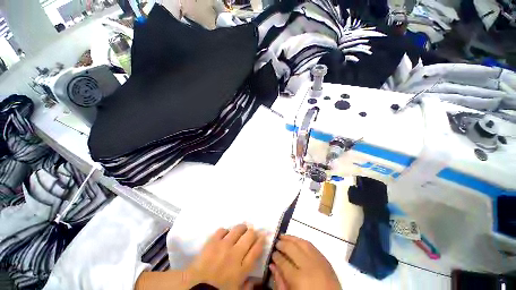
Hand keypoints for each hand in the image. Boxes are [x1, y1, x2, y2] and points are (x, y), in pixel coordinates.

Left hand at [186, 224, 264, 289]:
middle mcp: (235, 254)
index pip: (256, 249)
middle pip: (249, 236)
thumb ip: (248, 285)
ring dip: (241, 228)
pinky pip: (222, 230)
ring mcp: (223, 246)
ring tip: (240, 229)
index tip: (262, 236)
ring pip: (237, 230)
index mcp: (242, 269)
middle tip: (250, 232)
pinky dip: (225, 231)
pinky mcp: (212, 242)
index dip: (261, 240)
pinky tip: (225, 235)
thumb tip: (255, 278)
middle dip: (252, 232)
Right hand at [270, 235, 340, 289]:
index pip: (283, 262)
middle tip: (276, 243)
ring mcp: (319, 261)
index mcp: (299, 279)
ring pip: (302, 243)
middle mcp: (309, 266)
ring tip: (283, 236)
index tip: (272, 253)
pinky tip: (296, 241)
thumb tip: (272, 265)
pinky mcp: (326, 260)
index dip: (276, 256)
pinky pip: (312, 246)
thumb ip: (280, 281)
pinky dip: (302, 241)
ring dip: (291, 238)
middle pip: (292, 249)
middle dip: (282, 244)